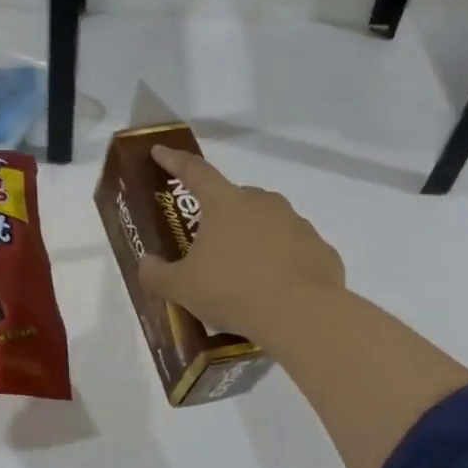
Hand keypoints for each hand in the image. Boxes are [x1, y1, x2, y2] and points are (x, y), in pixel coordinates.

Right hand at [137, 146, 343, 344]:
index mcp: (225, 204)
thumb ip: (156, 274)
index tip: (160, 151)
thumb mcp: (181, 288)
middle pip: (235, 199)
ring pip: (267, 223)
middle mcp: (263, 204)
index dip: (174, 161)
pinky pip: (293, 250)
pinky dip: (280, 262)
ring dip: (252, 239)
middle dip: (219, 214)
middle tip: (207, 242)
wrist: (301, 315)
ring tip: (242, 273)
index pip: (195, 172)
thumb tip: (147, 263)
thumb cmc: (232, 290)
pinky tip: (273, 289)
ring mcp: (297, 225)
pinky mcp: (321, 250)